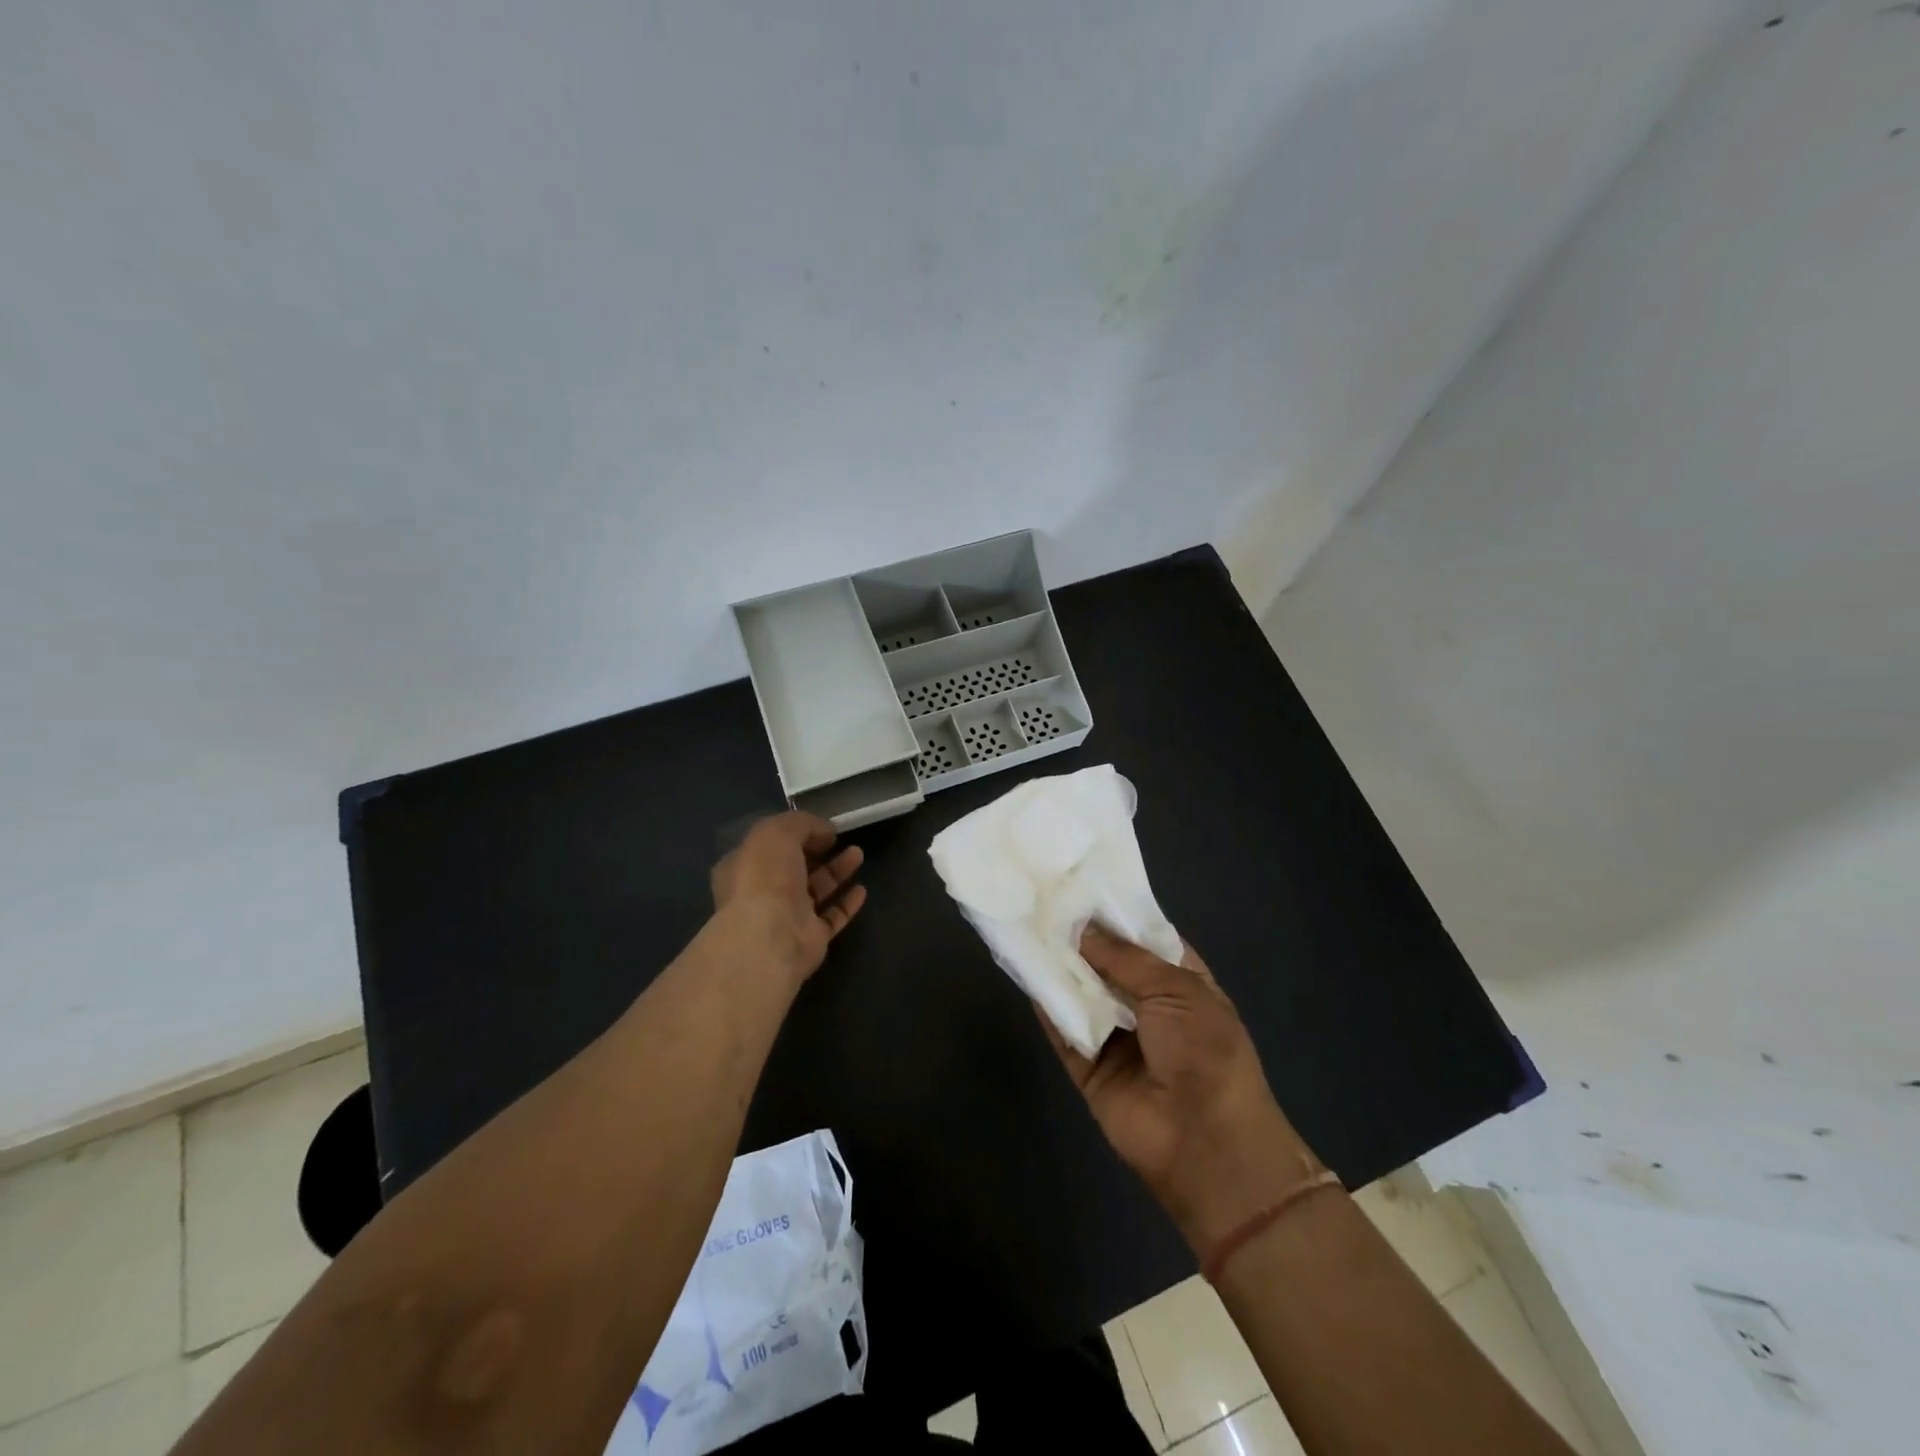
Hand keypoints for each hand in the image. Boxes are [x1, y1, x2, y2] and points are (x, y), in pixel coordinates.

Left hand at [710, 812, 866, 985]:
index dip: (794, 833)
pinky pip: (831, 917)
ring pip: (815, 891)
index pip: (768, 846)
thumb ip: (802, 824)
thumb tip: (825, 831)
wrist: (771, 935)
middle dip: (818, 851)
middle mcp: (761, 893)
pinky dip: (846, 903)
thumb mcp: (777, 832)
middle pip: (794, 868)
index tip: (819, 825)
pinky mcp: (809, 939)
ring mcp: (786, 918)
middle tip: (840, 838)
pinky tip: (861, 889)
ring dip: (836, 871)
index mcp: (743, 867)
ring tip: (858, 854)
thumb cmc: (765, 877)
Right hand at [1039, 927, 1320, 1252]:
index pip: (1145, 938)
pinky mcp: (1089, 1066)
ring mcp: (1117, 1036)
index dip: (1116, 914)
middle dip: (1080, 937)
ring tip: (1025, 924)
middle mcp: (1148, 1005)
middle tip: (1042, 898)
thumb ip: (1125, 958)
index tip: (1080, 884)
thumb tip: (1083, 929)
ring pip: (1081, 993)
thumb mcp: (1176, 989)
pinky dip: (1045, 1004)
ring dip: (1058, 965)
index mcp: (1182, 982)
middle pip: (1107, 963)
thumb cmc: (1205, 1051)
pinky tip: (1023, 969)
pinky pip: (1063, 1029)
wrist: (1204, 1141)